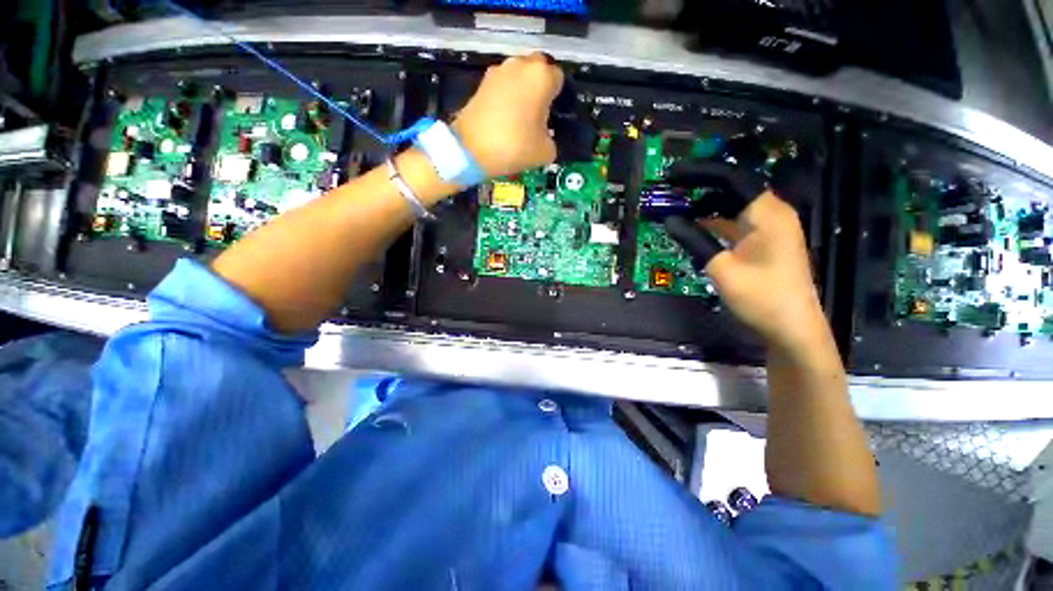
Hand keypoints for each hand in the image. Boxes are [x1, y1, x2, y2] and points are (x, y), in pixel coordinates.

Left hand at [451, 53, 563, 178]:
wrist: (471, 150)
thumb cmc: (515, 146)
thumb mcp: (546, 152)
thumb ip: (552, 139)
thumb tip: (546, 136)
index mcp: (542, 76)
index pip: (559, 80)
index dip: (558, 98)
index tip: (554, 117)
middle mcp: (521, 65)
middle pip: (538, 71)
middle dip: (540, 88)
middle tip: (539, 115)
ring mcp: (498, 71)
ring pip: (519, 76)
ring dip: (522, 91)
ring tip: (520, 118)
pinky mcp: (482, 82)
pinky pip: (503, 86)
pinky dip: (506, 97)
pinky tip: (504, 118)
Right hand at [676, 191, 830, 356]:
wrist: (792, 328)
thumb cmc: (761, 298)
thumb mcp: (722, 269)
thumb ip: (695, 241)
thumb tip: (669, 220)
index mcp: (766, 213)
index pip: (731, 179)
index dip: (699, 174)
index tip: (672, 176)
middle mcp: (771, 213)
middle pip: (733, 188)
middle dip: (700, 187)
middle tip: (669, 191)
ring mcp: (770, 228)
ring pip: (733, 205)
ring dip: (705, 205)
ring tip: (676, 208)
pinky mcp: (765, 241)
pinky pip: (736, 221)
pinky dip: (714, 221)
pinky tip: (694, 227)